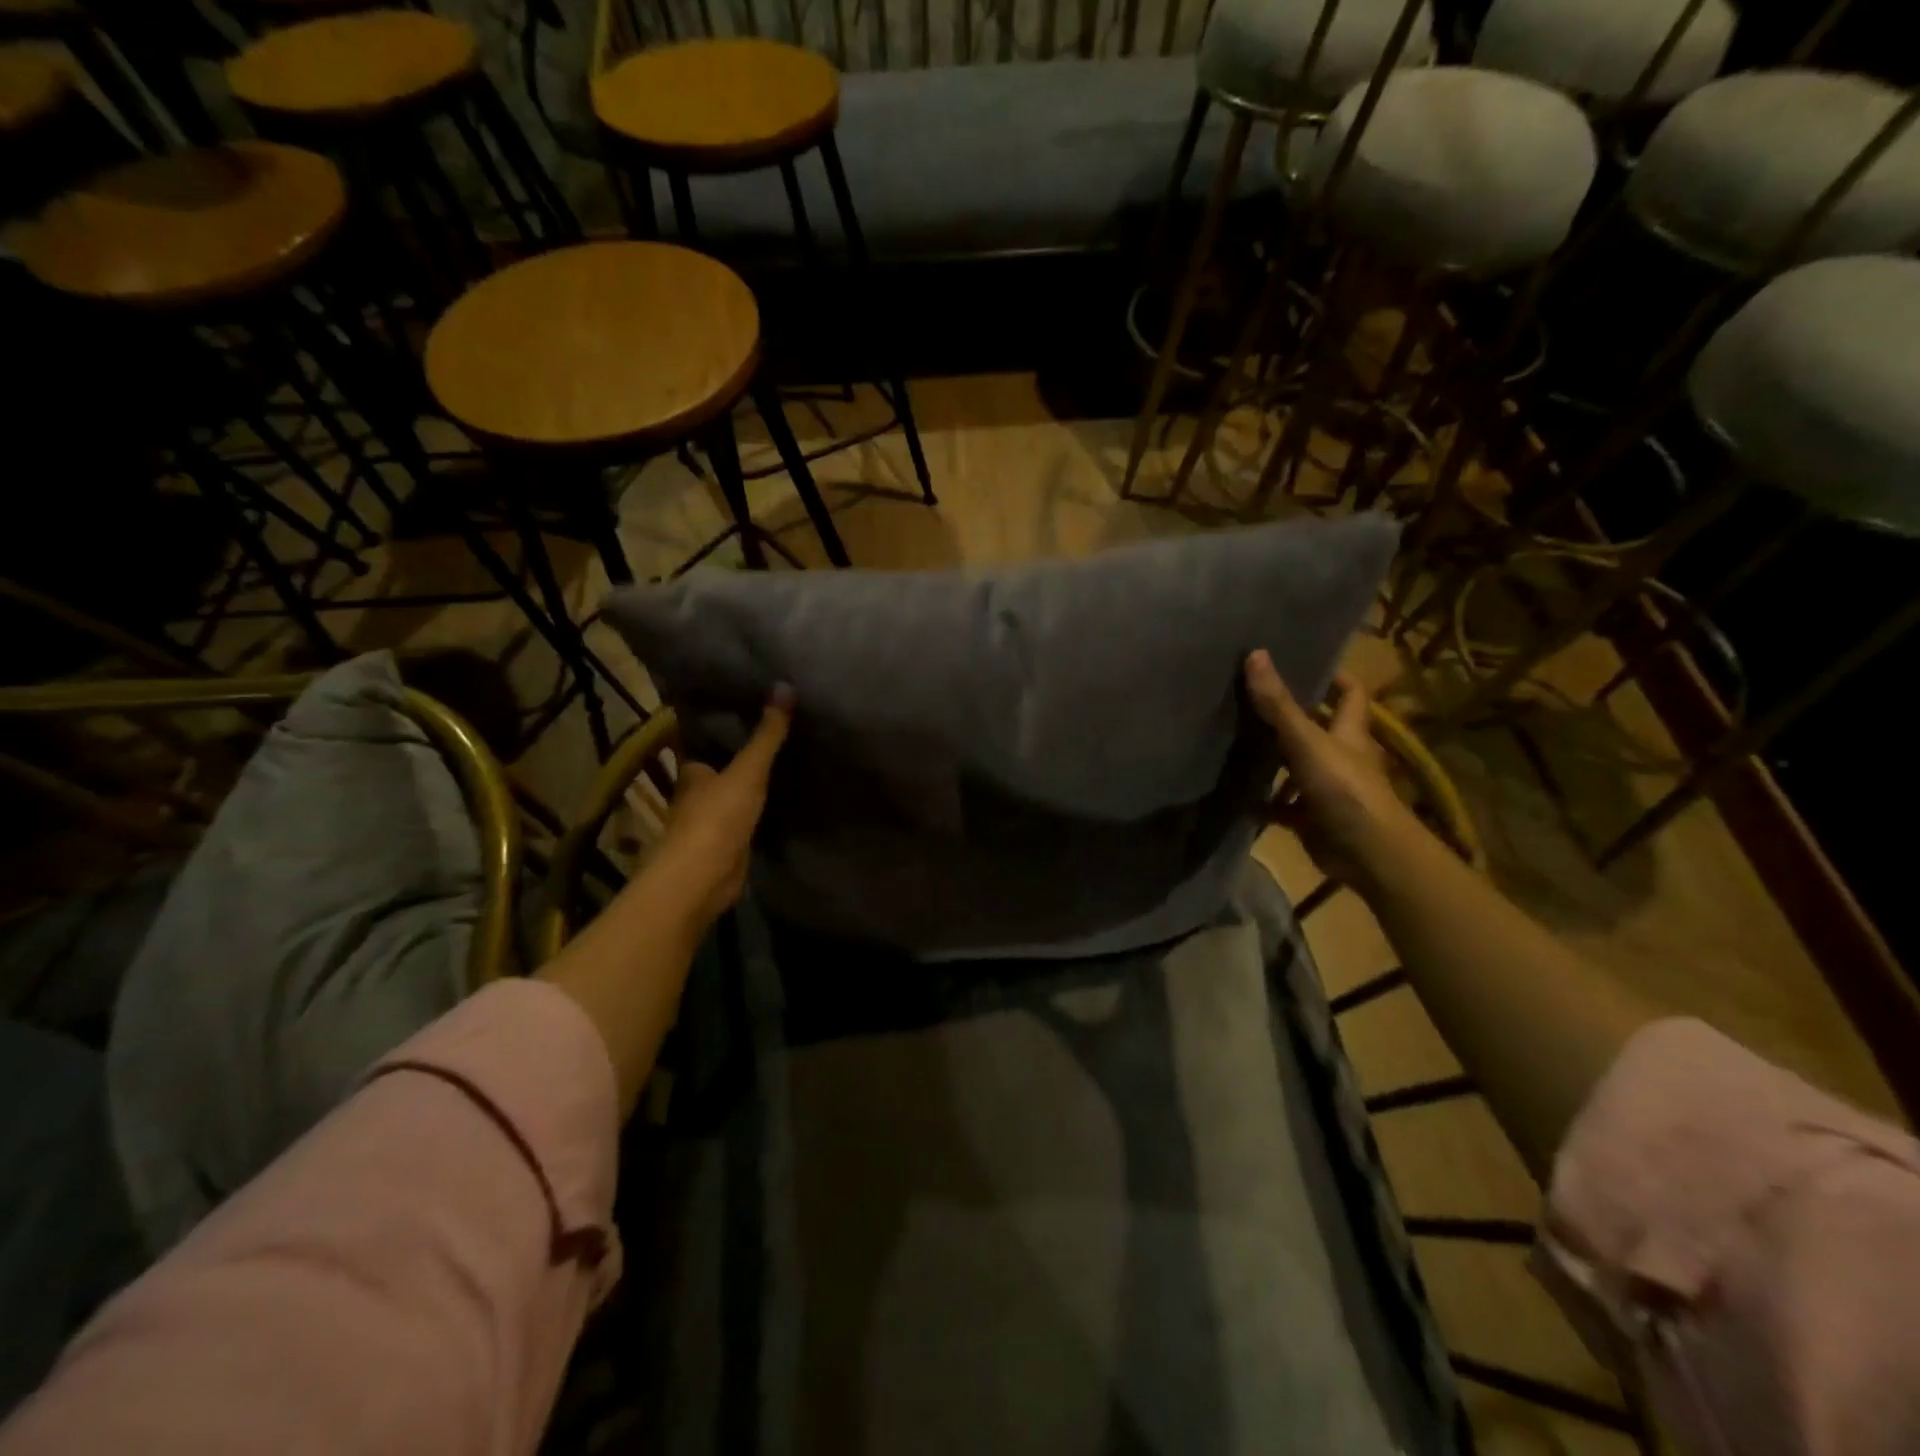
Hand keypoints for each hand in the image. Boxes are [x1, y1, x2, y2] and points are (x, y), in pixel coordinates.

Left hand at [647, 687, 792, 930]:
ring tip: (788, 760)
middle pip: (722, 768)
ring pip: (735, 794)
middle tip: (778, 732)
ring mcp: (712, 821)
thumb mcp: (748, 770)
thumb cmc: (716, 817)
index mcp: (693, 771)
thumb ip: (767, 734)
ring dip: (753, 784)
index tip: (750, 708)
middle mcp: (697, 793)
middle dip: (743, 756)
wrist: (704, 877)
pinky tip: (785, 799)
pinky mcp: (728, 845)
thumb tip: (784, 687)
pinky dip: (762, 809)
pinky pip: (748, 818)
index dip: (726, 728)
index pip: (708, 742)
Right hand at [1245, 651, 1415, 889]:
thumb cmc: (1344, 789)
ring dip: (1272, 758)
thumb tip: (1256, 653)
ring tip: (1234, 740)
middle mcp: (1341, 755)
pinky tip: (1237, 793)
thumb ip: (1279, 704)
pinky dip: (1264, 801)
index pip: (1350, 693)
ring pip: (1297, 765)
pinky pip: (1283, 805)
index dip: (1332, 676)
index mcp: (1349, 731)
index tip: (1302, 663)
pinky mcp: (1313, 817)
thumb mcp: (1307, 741)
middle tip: (1251, 697)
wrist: (1366, 853)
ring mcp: (1327, 788)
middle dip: (1289, 715)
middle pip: (1318, 727)